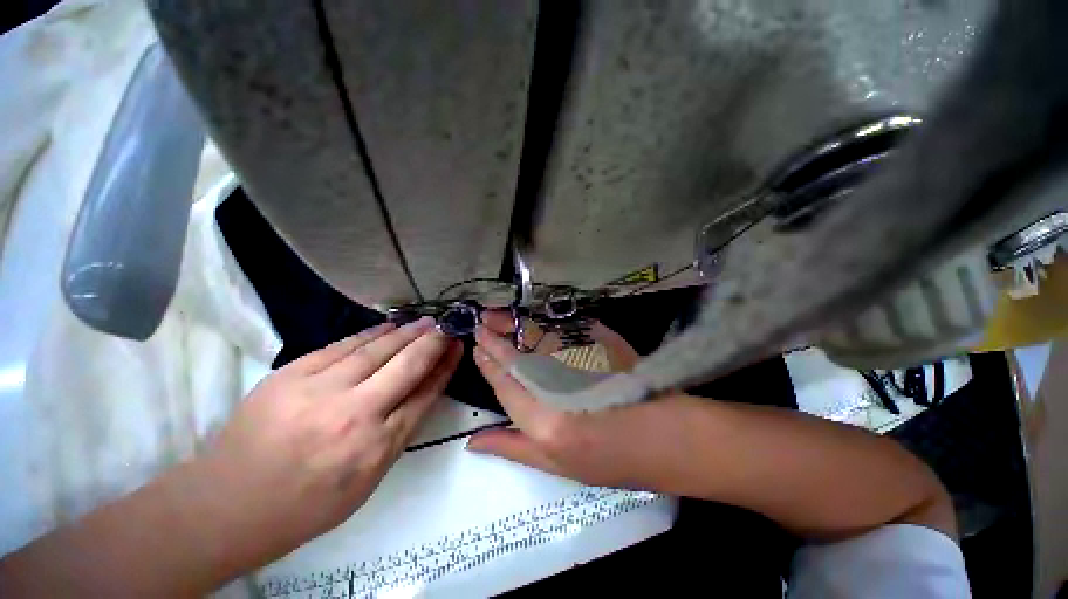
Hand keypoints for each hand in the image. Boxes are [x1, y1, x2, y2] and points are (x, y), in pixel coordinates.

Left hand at [195, 317, 461, 567]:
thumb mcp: (367, 482)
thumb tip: (422, 392)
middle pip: (406, 366)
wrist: (227, 506)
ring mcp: (319, 391)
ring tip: (425, 322)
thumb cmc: (306, 504)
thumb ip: (398, 434)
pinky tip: (388, 327)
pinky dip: (371, 334)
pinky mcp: (291, 375)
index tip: (457, 348)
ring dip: (406, 333)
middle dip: (432, 342)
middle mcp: (354, 415)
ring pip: (377, 350)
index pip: (425, 394)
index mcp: (376, 448)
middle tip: (446, 326)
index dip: (445, 367)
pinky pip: (343, 346)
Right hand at [466, 320, 652, 487]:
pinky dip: (546, 322)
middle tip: (482, 322)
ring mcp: (583, 361)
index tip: (478, 347)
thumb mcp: (556, 465)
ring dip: (517, 324)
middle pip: (519, 355)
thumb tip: (472, 441)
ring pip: (539, 337)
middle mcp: (561, 388)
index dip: (489, 364)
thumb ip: (513, 447)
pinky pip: (566, 329)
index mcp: (545, 422)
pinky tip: (534, 317)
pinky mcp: (602, 345)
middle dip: (497, 337)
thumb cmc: (609, 461)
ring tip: (500, 315)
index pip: (506, 384)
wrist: (663, 439)